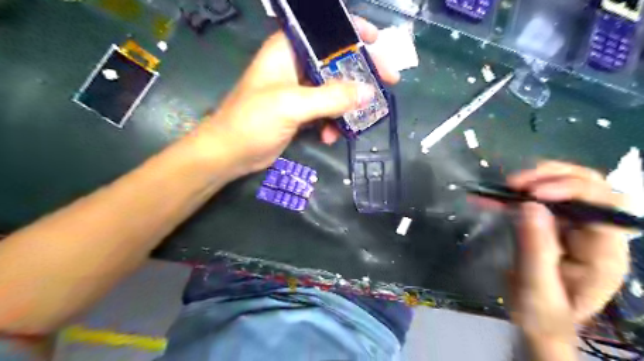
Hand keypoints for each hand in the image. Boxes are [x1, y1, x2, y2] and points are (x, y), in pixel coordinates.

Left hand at [193, 17, 400, 177]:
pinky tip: (330, 138)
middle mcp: (295, 67)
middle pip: (336, 62)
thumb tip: (368, 92)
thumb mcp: (292, 105)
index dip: (351, 32)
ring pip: (334, 90)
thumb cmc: (252, 121)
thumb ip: (330, 98)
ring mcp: (299, 91)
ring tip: (356, 122)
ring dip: (347, 107)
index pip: (324, 31)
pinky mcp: (300, 113)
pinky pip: (326, 111)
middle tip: (388, 82)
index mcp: (288, 51)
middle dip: (361, 74)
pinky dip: (332, 123)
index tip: (376, 41)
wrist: (230, 153)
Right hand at [509, 163, 629, 339]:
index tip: (532, 192)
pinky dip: (517, 193)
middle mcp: (595, 233)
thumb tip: (530, 206)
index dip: (573, 191)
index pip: (605, 208)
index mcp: (604, 253)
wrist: (537, 321)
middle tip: (514, 183)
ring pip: (566, 186)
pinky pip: (539, 199)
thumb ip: (535, 248)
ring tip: (505, 186)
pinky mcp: (553, 224)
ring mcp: (575, 227)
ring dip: (535, 179)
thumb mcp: (536, 287)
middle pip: (591, 187)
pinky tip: (493, 196)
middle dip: (553, 177)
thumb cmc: (542, 313)